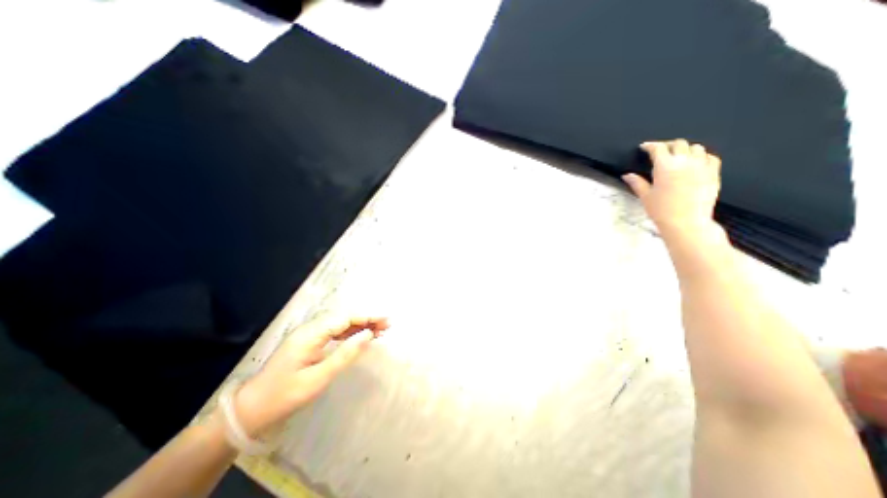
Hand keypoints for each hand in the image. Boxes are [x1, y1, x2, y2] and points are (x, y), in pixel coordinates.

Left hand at [232, 315, 388, 434]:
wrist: (251, 409)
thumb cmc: (284, 395)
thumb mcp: (318, 378)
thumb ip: (345, 354)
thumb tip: (368, 336)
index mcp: (311, 334)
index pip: (345, 319)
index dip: (367, 318)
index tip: (386, 321)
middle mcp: (310, 329)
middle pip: (344, 318)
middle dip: (366, 320)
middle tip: (386, 326)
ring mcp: (308, 335)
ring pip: (339, 324)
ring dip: (359, 325)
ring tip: (378, 330)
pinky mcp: (308, 343)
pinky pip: (333, 332)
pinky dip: (349, 333)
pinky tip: (359, 337)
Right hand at [623, 139, 719, 240]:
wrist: (686, 222)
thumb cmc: (662, 210)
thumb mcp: (645, 196)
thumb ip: (637, 183)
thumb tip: (627, 175)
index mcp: (665, 166)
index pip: (658, 148)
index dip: (650, 145)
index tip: (644, 147)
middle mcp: (685, 162)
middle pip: (678, 144)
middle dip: (667, 145)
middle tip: (660, 150)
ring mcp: (702, 166)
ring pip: (696, 148)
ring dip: (685, 149)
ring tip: (678, 156)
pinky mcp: (713, 173)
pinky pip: (710, 157)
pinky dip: (702, 156)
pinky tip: (696, 162)